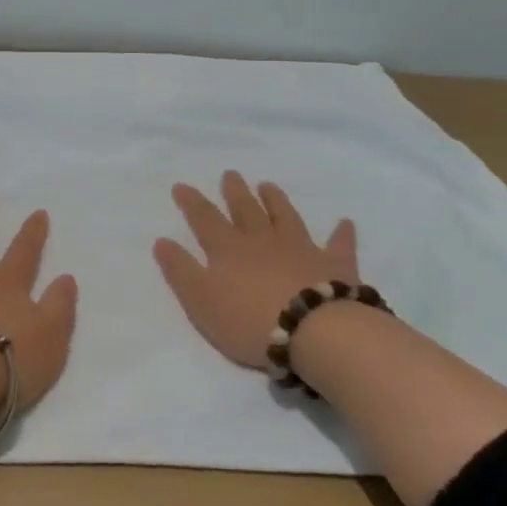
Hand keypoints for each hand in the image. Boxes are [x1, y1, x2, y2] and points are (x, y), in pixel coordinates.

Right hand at [153, 172, 359, 369]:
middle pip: (246, 210)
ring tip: (268, 185)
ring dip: (276, 200)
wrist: (315, 331)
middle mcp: (262, 240)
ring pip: (285, 217)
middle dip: (235, 192)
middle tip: (230, 174)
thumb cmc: (250, 320)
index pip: (204, 219)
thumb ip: (181, 270)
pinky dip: (341, 233)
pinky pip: (338, 244)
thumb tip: (162, 241)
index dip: (191, 202)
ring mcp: (300, 249)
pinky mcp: (334, 265)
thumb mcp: (200, 300)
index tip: (181, 186)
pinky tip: (345, 222)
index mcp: (228, 249)